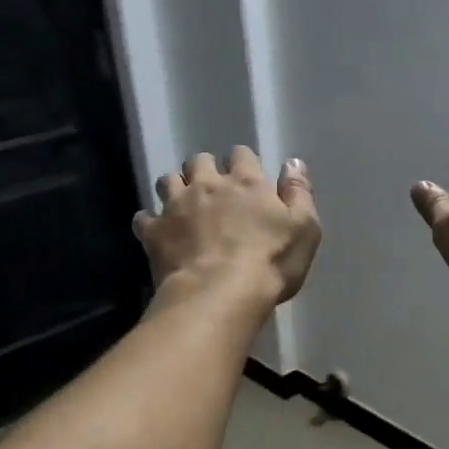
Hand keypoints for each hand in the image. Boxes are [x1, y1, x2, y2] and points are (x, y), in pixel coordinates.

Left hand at [137, 148, 320, 308]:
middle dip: (204, 170)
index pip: (241, 155)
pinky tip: (158, 232)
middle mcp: (208, 185)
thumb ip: (299, 192)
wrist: (220, 294)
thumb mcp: (304, 229)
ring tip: (182, 204)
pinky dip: (150, 221)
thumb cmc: (270, 263)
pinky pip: (144, 218)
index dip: (242, 162)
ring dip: (175, 187)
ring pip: (168, 181)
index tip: (245, 176)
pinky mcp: (154, 232)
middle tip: (211, 189)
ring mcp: (176, 207)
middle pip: (199, 161)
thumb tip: (293, 162)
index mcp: (246, 183)